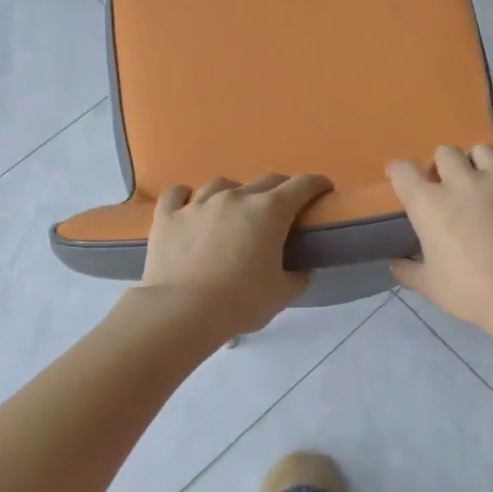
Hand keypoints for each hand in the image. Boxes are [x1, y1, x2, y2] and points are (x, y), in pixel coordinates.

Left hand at [139, 173, 332, 338]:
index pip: (302, 186)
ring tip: (235, 208)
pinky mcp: (168, 216)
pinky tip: (189, 204)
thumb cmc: (241, 301)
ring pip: (221, 184)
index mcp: (269, 211)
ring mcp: (198, 203)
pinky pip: (178, 194)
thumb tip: (302, 270)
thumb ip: (298, 277)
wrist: (182, 310)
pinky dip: (187, 196)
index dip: (317, 184)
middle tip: (284, 206)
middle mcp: (236, 197)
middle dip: (281, 189)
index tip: (324, 188)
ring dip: (234, 192)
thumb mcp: (282, 294)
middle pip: (265, 181)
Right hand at [387, 144, 492, 329]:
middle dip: (442, 166)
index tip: (402, 182)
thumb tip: (395, 261)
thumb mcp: (428, 286)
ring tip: (483, 178)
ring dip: (477, 161)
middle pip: (444, 152)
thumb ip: (406, 270)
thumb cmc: (470, 292)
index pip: (403, 171)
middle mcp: (460, 181)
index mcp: (428, 204)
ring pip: (481, 148)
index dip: (399, 173)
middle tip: (449, 186)